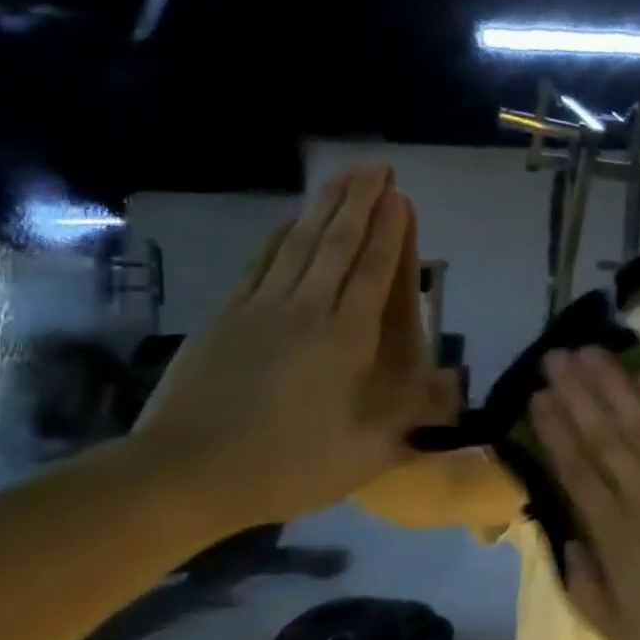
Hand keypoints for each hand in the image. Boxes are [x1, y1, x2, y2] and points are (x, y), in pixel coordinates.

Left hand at [131, 166, 444, 530]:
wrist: (183, 474)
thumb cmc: (285, 466)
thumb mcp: (365, 454)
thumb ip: (412, 414)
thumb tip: (456, 382)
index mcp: (344, 339)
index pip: (373, 272)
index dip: (389, 231)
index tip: (400, 195)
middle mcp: (306, 310)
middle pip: (337, 244)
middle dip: (361, 201)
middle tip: (377, 165)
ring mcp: (261, 308)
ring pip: (300, 244)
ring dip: (324, 206)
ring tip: (343, 176)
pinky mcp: (226, 316)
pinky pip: (261, 263)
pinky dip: (280, 236)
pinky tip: (289, 221)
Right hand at [529, 348, 639, 639]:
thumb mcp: (624, 639)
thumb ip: (587, 589)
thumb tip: (566, 539)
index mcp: (618, 542)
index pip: (578, 474)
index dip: (555, 432)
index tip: (537, 398)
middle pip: (606, 438)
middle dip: (577, 394)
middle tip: (555, 358)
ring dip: (614, 386)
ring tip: (590, 353)